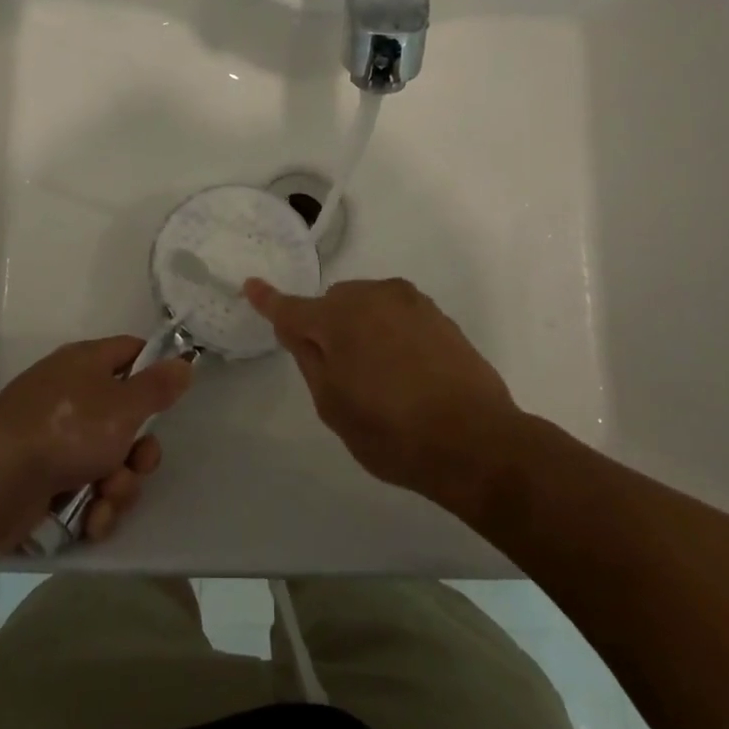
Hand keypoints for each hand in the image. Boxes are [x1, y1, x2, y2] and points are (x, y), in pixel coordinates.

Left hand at [0, 336, 191, 542]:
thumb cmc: (66, 428)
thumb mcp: (123, 404)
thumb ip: (157, 386)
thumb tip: (183, 361)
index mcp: (86, 364)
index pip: (130, 352)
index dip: (154, 370)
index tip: (173, 395)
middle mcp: (71, 397)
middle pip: (125, 420)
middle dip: (138, 452)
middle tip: (137, 463)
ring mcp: (55, 440)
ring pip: (108, 463)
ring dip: (117, 486)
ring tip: (104, 498)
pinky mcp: (43, 481)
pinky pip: (85, 491)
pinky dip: (92, 507)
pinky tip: (89, 519)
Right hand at [242, 277, 521, 506]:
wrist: (477, 442)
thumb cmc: (393, 433)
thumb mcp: (333, 406)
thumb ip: (309, 359)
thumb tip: (296, 328)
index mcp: (337, 319)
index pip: (291, 308)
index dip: (268, 300)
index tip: (251, 286)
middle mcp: (371, 297)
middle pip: (332, 304)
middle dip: (326, 327)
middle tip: (341, 374)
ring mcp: (408, 302)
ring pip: (365, 305)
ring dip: (359, 327)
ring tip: (380, 377)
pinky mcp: (436, 314)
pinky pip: (395, 314)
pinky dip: (388, 331)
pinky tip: (407, 371)